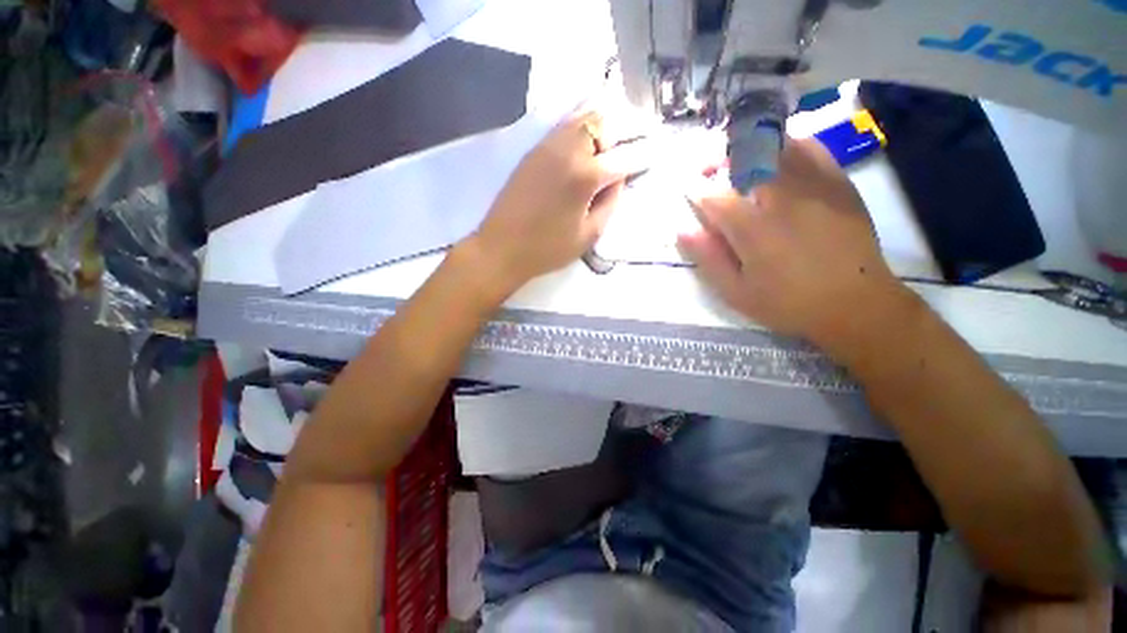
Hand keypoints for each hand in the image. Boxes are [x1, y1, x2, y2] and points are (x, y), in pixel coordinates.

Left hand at [469, 111, 636, 289]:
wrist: (502, 248)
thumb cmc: (548, 249)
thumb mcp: (589, 235)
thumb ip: (610, 203)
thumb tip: (618, 179)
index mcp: (586, 176)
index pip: (624, 156)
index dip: (642, 155)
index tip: (654, 152)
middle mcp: (568, 150)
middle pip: (602, 122)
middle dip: (619, 133)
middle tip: (624, 152)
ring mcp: (547, 146)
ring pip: (580, 119)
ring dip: (598, 129)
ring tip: (604, 149)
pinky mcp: (532, 151)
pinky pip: (561, 128)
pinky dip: (577, 130)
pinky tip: (581, 147)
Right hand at [677, 137, 910, 346]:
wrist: (855, 304)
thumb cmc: (788, 303)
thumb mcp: (736, 292)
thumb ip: (708, 259)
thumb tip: (683, 230)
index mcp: (753, 228)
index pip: (713, 195)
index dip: (695, 190)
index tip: (688, 191)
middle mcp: (782, 197)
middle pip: (741, 160)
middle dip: (717, 162)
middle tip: (707, 172)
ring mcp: (814, 185)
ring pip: (773, 147)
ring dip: (747, 151)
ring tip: (737, 163)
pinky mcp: (837, 183)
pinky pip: (809, 148)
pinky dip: (785, 146)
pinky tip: (776, 158)